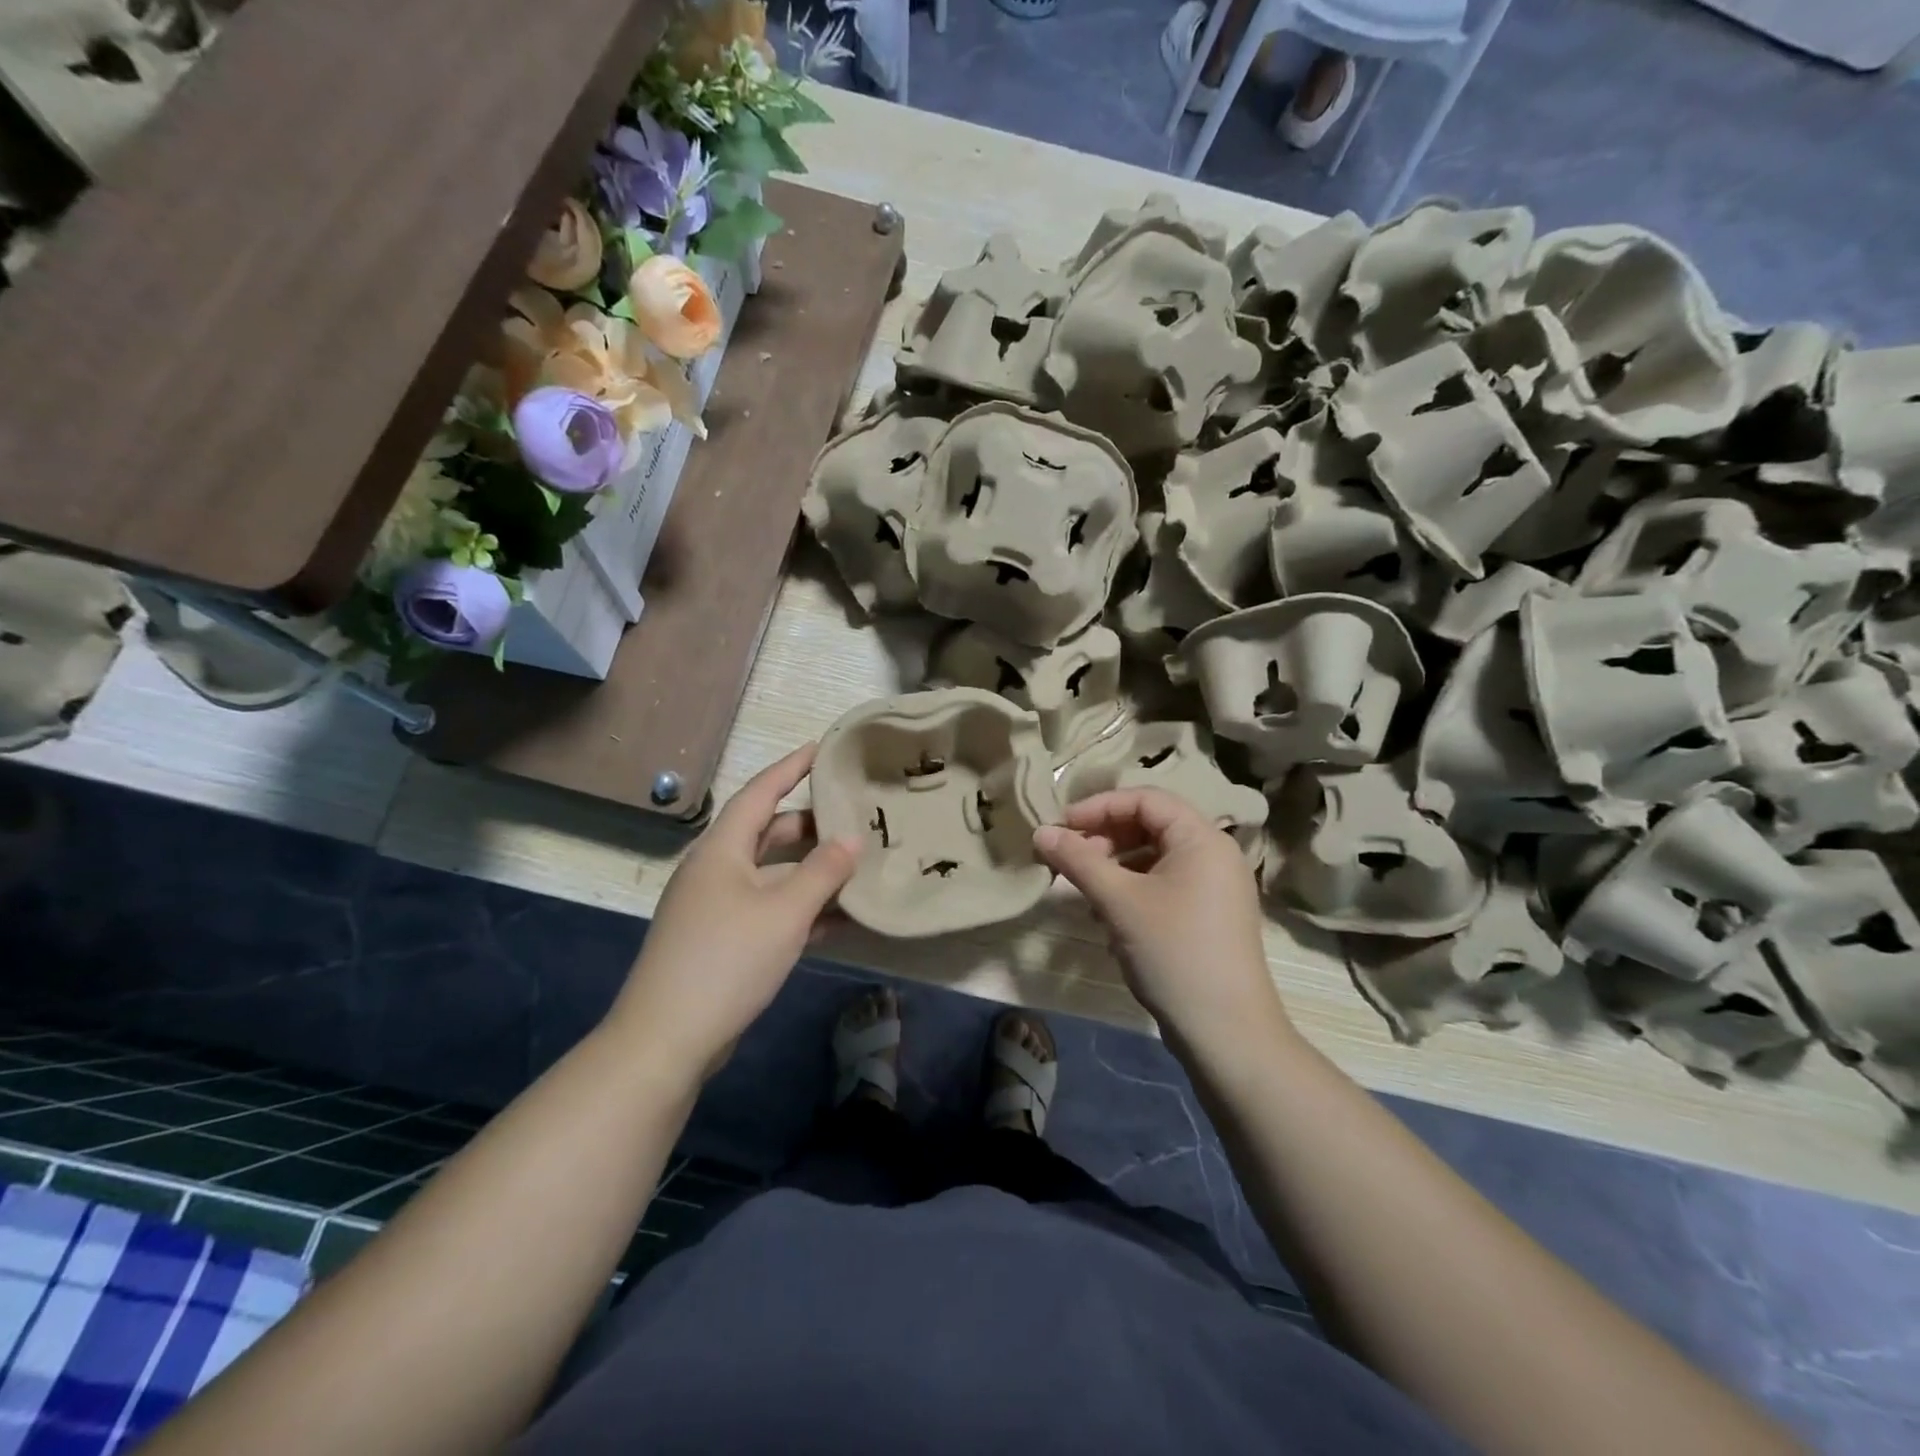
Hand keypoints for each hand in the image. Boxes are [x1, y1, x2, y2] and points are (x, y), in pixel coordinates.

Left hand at [610, 744, 860, 1083]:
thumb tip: (852, 839)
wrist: (666, 1039)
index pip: (760, 792)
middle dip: (810, 825)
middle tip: (854, 815)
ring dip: (810, 871)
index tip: (823, 749)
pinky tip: (838, 918)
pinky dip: (800, 908)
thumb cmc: (726, 960)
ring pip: (771, 875)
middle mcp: (715, 870)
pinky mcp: (721, 941)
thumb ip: (823, 872)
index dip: (792, 768)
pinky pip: (768, 909)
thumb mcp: (784, 912)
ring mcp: (715, 907)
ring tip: (856, 865)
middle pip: (767, 833)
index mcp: (721, 850)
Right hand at [1034, 787, 1288, 1056]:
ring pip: (1155, 858)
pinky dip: (1133, 890)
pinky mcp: (1209, 915)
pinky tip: (1108, 917)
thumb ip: (1078, 860)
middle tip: (1069, 859)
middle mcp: (1214, 854)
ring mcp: (1215, 887)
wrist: (1227, 1032)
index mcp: (1202, 838)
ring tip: (1084, 890)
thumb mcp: (1118, 901)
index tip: (1062, 826)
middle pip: (1151, 825)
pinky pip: (1165, 885)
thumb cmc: (1173, 952)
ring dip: (1115, 866)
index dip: (1099, 806)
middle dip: (1105, 838)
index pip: (1146, 799)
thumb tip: (1040, 832)